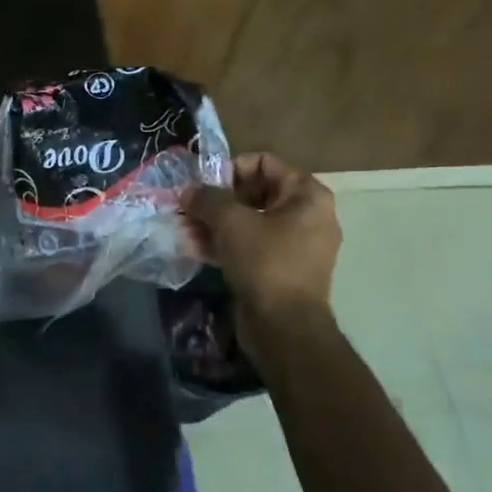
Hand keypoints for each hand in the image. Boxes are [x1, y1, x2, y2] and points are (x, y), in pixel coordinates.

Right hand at [187, 153, 340, 318]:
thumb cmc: (265, 262)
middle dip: (217, 200)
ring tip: (184, 229)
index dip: (230, 169)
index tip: (203, 185)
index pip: (264, 163)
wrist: (285, 328)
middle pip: (254, 192)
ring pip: (249, 221)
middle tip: (188, 208)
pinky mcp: (281, 269)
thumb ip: (207, 199)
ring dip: (215, 223)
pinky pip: (251, 246)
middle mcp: (307, 215)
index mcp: (306, 195)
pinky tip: (194, 249)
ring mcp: (295, 245)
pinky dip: (225, 244)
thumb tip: (188, 191)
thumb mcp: (231, 222)